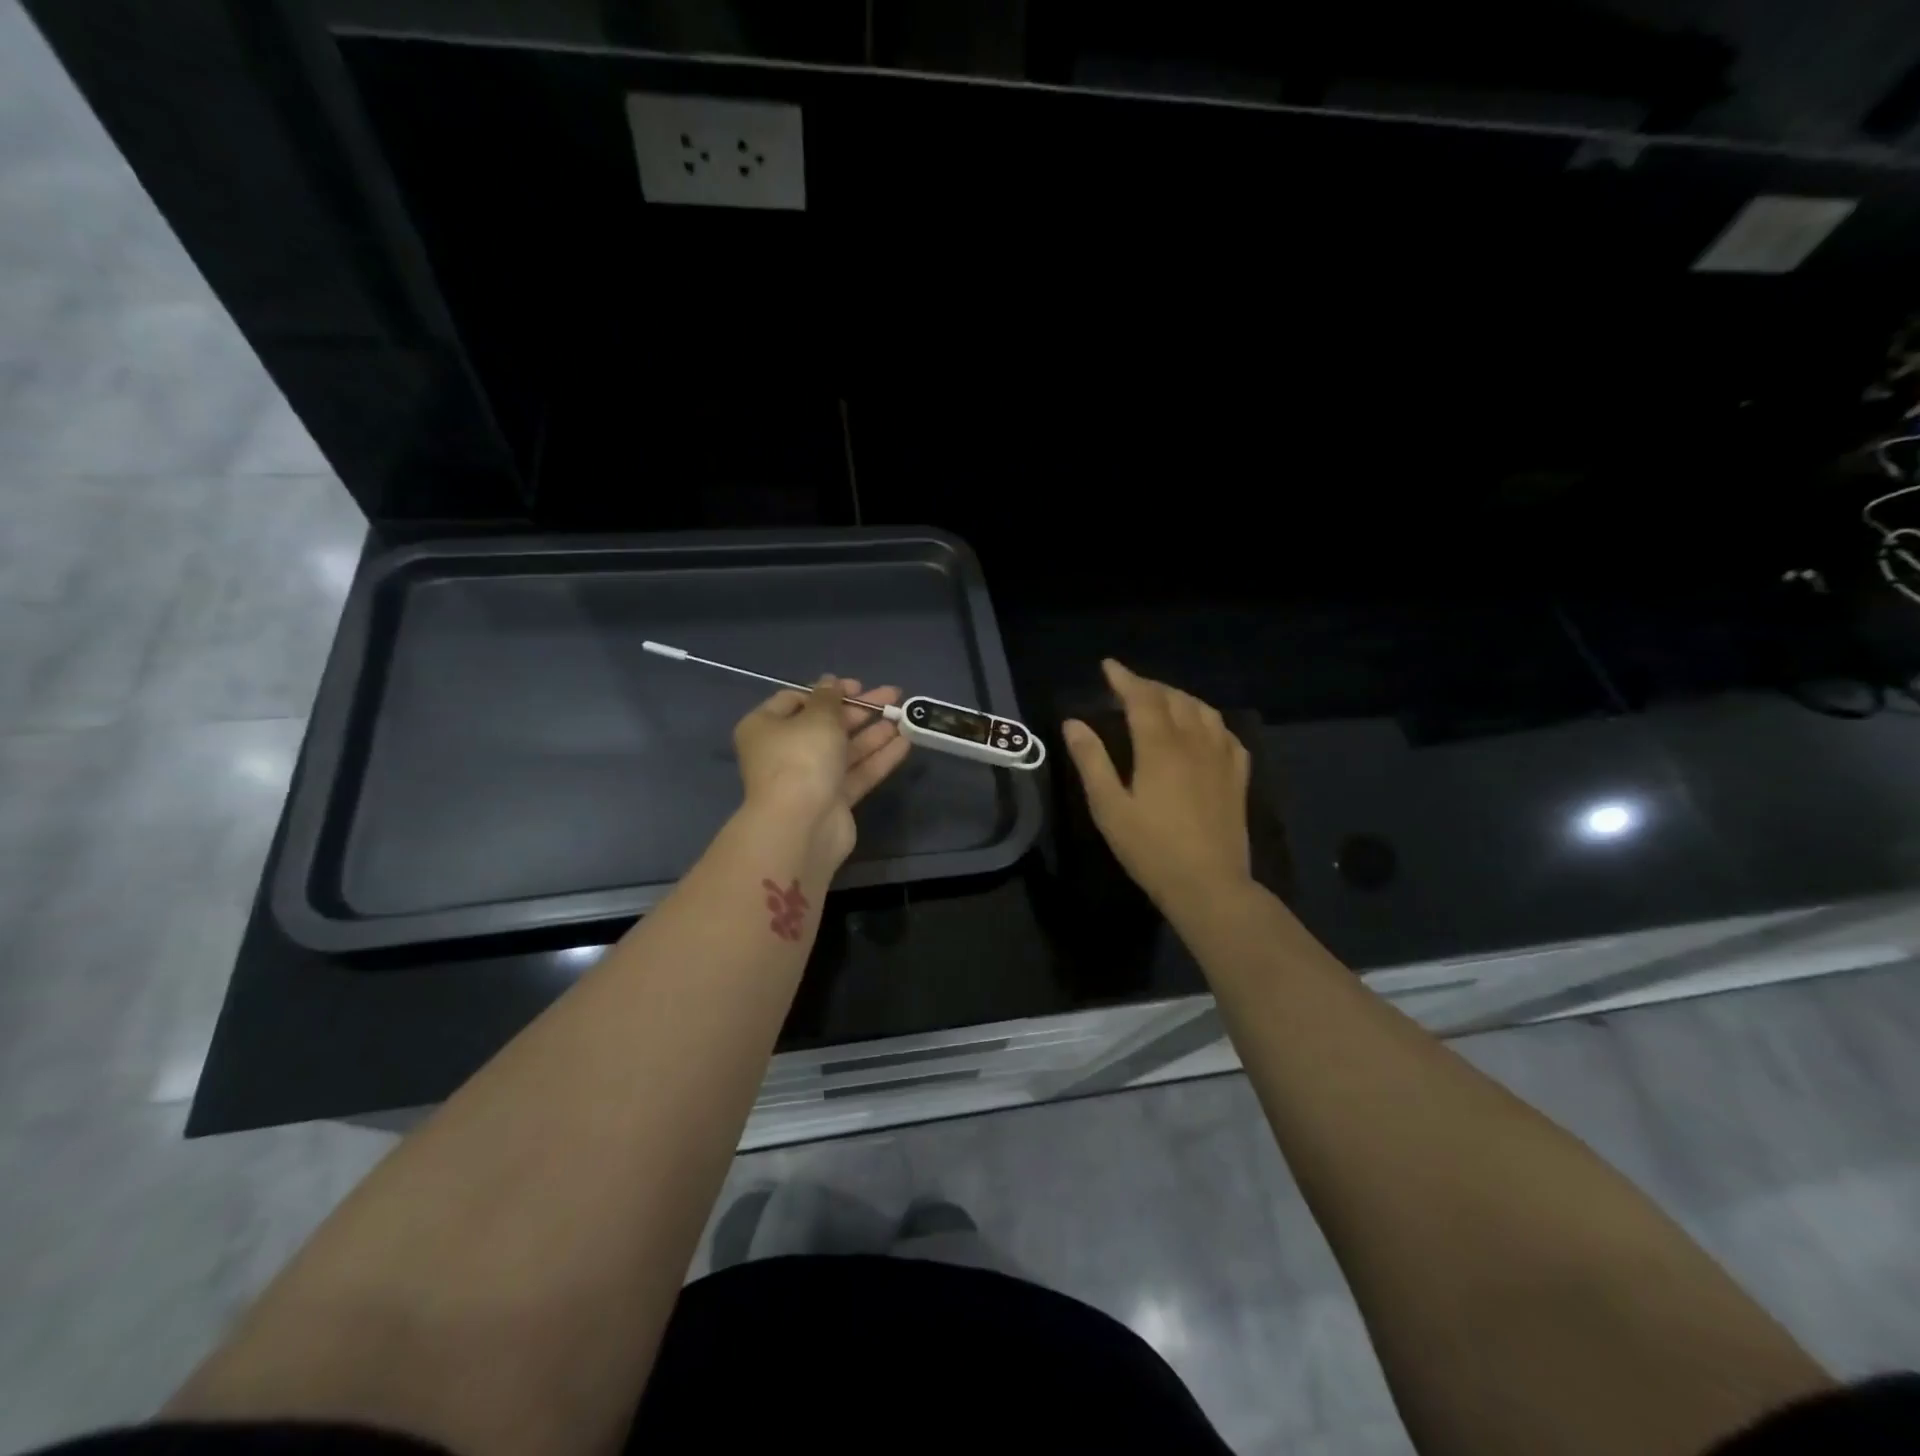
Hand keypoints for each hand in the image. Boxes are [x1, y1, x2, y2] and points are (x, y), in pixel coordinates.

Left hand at [733, 676, 909, 869]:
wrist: (801, 826)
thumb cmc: (801, 759)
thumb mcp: (817, 717)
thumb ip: (829, 697)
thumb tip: (830, 682)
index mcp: (766, 727)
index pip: (795, 700)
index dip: (827, 691)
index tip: (857, 686)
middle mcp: (784, 752)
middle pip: (825, 724)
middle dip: (859, 710)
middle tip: (892, 696)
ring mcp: (809, 779)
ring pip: (844, 750)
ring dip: (873, 733)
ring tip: (904, 717)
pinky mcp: (832, 801)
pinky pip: (857, 773)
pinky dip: (878, 758)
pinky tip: (904, 744)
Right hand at [1061, 659, 1251, 911]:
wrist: (1208, 885)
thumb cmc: (1151, 849)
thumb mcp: (1109, 808)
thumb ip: (1091, 761)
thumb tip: (1073, 723)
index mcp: (1160, 747)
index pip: (1142, 698)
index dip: (1124, 678)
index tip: (1108, 666)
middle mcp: (1194, 742)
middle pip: (1174, 698)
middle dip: (1149, 687)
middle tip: (1128, 687)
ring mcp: (1221, 758)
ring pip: (1203, 710)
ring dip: (1179, 698)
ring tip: (1162, 702)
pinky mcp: (1238, 777)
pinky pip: (1226, 734)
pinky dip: (1208, 721)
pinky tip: (1202, 730)